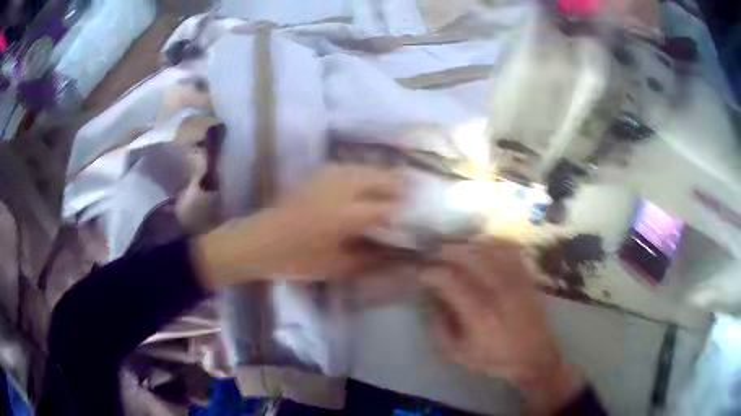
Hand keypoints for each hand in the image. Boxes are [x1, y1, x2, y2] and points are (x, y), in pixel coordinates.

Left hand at [195, 164, 401, 285]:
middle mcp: (341, 187)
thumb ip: (370, 258)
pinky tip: (368, 183)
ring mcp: (328, 176)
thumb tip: (396, 253)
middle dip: (401, 185)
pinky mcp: (318, 173)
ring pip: (367, 168)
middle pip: (382, 177)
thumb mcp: (336, 266)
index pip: (388, 207)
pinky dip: (365, 173)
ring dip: (384, 176)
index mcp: (346, 214)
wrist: (259, 241)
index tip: (421, 216)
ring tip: (397, 187)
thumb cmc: (297, 259)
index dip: (407, 211)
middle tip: (416, 196)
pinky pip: (351, 167)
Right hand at [421, 239, 583, 414]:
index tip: (420, 272)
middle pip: (468, 255)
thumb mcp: (458, 352)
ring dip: (466, 244)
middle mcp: (497, 290)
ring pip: (487, 247)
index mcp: (478, 313)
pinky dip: (491, 242)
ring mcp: (514, 280)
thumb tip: (431, 298)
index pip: (449, 278)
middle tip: (432, 254)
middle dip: (445, 250)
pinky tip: (481, 245)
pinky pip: (508, 249)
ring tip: (453, 247)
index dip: (430, 271)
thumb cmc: (495, 358)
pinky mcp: (525, 276)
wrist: (535, 357)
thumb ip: (440, 326)